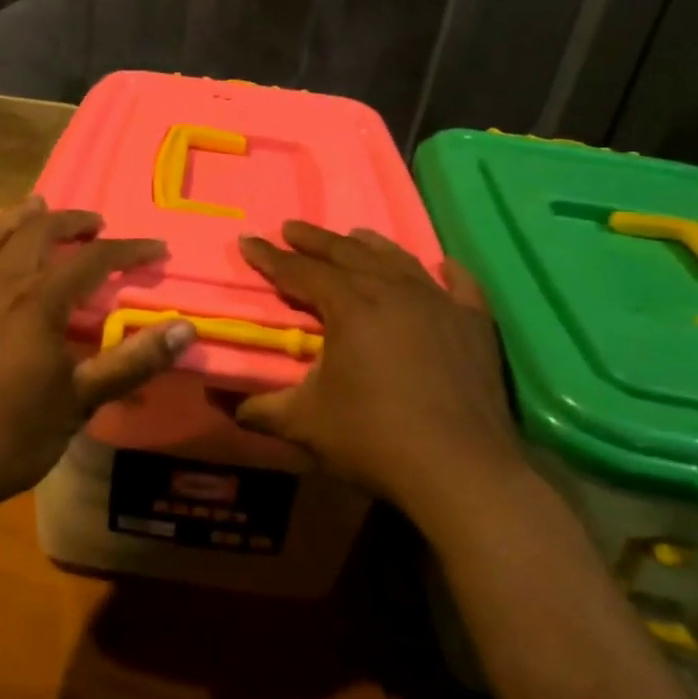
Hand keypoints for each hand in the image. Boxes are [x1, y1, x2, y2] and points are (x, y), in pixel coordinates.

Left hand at [0, 196, 194, 518]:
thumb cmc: (9, 437)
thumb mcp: (79, 403)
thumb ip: (132, 362)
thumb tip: (186, 329)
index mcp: (37, 302)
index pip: (93, 258)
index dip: (129, 249)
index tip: (157, 248)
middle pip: (39, 230)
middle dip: (74, 221)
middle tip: (98, 226)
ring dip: (30, 219)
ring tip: (44, 208)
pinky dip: (0, 243)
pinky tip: (4, 265)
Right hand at [233, 221, 522, 514]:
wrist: (461, 470)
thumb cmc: (374, 440)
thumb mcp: (304, 425)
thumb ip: (260, 408)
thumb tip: (221, 402)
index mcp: (350, 308)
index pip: (300, 273)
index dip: (270, 258)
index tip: (248, 240)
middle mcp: (394, 292)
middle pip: (347, 254)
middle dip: (314, 240)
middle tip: (291, 228)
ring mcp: (440, 304)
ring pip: (398, 261)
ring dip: (370, 246)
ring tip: (353, 234)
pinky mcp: (476, 325)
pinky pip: (461, 286)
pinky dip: (448, 271)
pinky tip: (443, 264)